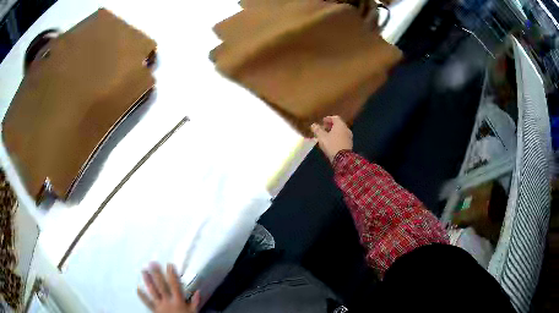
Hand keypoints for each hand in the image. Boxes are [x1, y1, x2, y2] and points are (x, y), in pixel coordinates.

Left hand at [138, 263, 199, 312]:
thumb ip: (195, 302)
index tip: (169, 264)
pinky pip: (147, 302)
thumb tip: (198, 291)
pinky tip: (137, 288)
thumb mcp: (194, 312)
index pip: (175, 285)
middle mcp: (168, 301)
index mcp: (178, 301)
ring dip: (148, 281)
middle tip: (152, 263)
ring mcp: (160, 305)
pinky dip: (142, 296)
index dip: (172, 275)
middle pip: (161, 286)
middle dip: (157, 274)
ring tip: (143, 271)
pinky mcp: (154, 310)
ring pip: (153, 291)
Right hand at [311, 116, 352, 162]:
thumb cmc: (331, 145)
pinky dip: (337, 137)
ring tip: (326, 136)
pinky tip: (331, 142)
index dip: (328, 118)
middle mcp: (346, 129)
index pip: (335, 118)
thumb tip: (313, 125)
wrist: (343, 159)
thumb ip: (317, 130)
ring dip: (334, 132)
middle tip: (323, 129)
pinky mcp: (349, 144)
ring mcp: (349, 137)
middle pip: (338, 124)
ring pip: (341, 131)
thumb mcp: (322, 137)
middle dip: (330, 126)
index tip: (322, 121)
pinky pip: (342, 137)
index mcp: (340, 125)